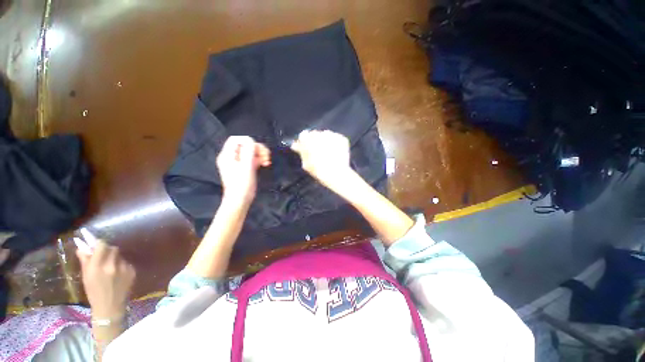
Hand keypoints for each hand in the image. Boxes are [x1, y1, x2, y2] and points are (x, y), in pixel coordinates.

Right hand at [76, 242, 135, 319]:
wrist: (110, 307)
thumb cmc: (94, 292)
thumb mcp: (86, 277)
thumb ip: (85, 260)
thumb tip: (82, 247)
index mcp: (97, 266)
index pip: (101, 245)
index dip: (99, 244)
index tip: (96, 246)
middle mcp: (112, 265)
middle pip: (112, 248)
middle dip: (107, 250)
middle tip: (103, 257)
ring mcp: (124, 268)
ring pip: (120, 255)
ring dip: (114, 258)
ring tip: (110, 268)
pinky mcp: (132, 271)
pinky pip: (126, 262)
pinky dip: (121, 265)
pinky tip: (118, 275)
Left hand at [216, 136, 270, 206]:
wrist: (240, 200)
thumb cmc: (242, 184)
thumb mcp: (246, 166)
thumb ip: (248, 151)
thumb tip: (252, 141)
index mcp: (227, 155)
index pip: (236, 139)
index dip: (248, 141)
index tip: (258, 149)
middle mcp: (231, 157)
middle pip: (245, 145)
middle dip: (257, 148)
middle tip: (266, 156)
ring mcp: (238, 163)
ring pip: (250, 151)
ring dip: (260, 154)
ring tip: (267, 161)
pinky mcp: (244, 168)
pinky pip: (252, 159)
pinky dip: (259, 159)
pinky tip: (265, 164)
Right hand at [291, 130, 352, 191]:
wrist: (337, 174)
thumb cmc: (319, 171)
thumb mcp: (306, 164)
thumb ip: (301, 152)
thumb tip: (295, 144)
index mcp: (309, 141)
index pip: (303, 135)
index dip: (304, 141)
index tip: (306, 146)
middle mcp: (320, 135)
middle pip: (315, 134)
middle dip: (315, 140)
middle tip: (318, 150)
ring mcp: (332, 136)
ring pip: (326, 135)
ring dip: (325, 140)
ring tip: (328, 151)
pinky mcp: (342, 139)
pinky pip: (336, 138)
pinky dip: (335, 143)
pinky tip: (335, 152)